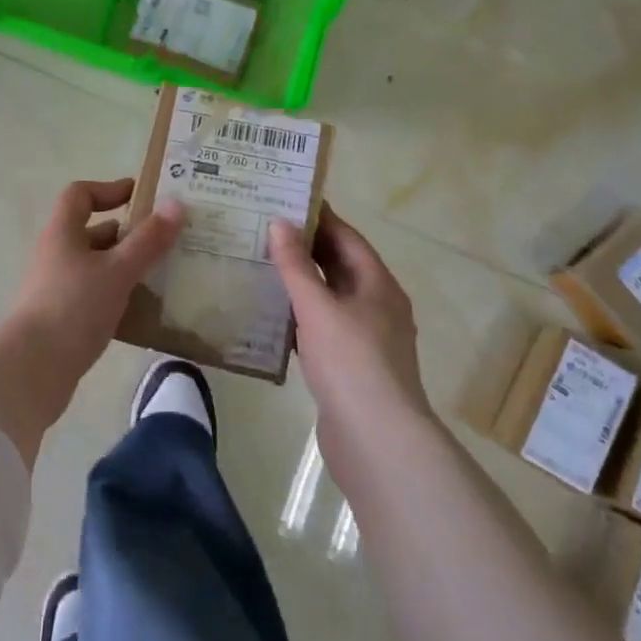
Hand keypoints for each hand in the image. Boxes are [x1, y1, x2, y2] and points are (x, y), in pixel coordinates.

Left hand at [5, 178, 184, 379]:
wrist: (33, 369)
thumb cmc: (74, 307)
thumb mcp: (118, 270)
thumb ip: (148, 239)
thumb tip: (176, 204)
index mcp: (63, 233)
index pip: (80, 194)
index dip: (109, 189)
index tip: (141, 197)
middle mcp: (56, 254)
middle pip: (92, 231)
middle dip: (127, 233)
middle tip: (165, 240)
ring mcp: (56, 287)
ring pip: (96, 266)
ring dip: (125, 266)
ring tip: (162, 274)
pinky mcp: (61, 317)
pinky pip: (94, 295)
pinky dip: (117, 295)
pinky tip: (143, 310)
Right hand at [269, 205, 430, 436]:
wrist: (376, 439)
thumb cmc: (350, 361)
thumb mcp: (318, 307)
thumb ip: (296, 265)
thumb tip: (280, 222)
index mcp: (378, 285)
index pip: (348, 238)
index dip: (320, 218)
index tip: (286, 201)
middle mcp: (377, 306)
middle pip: (340, 267)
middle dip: (306, 249)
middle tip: (265, 231)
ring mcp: (366, 339)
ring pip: (330, 299)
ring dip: (302, 284)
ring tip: (262, 266)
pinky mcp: (351, 367)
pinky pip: (324, 328)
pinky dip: (301, 317)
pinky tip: (272, 317)